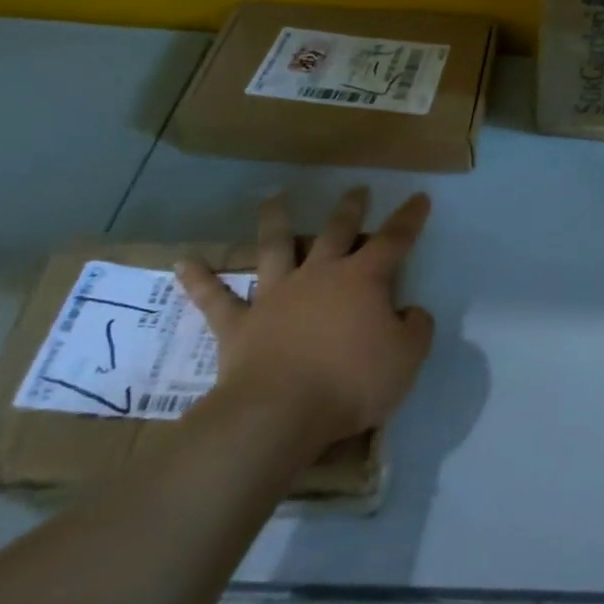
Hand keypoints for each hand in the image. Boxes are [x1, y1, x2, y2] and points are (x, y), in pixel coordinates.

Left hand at [175, 189, 433, 445]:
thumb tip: (410, 311)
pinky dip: (200, 279)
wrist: (280, 413)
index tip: (419, 197)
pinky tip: (184, 262)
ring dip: (274, 220)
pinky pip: (215, 298)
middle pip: (336, 232)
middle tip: (356, 190)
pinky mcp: (239, 324)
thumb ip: (416, 328)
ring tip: (272, 197)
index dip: (409, 218)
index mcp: (362, 280)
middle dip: (350, 209)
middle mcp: (319, 276)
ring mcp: (276, 296)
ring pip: (274, 248)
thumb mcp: (407, 358)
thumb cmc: (351, 383)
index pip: (394, 241)